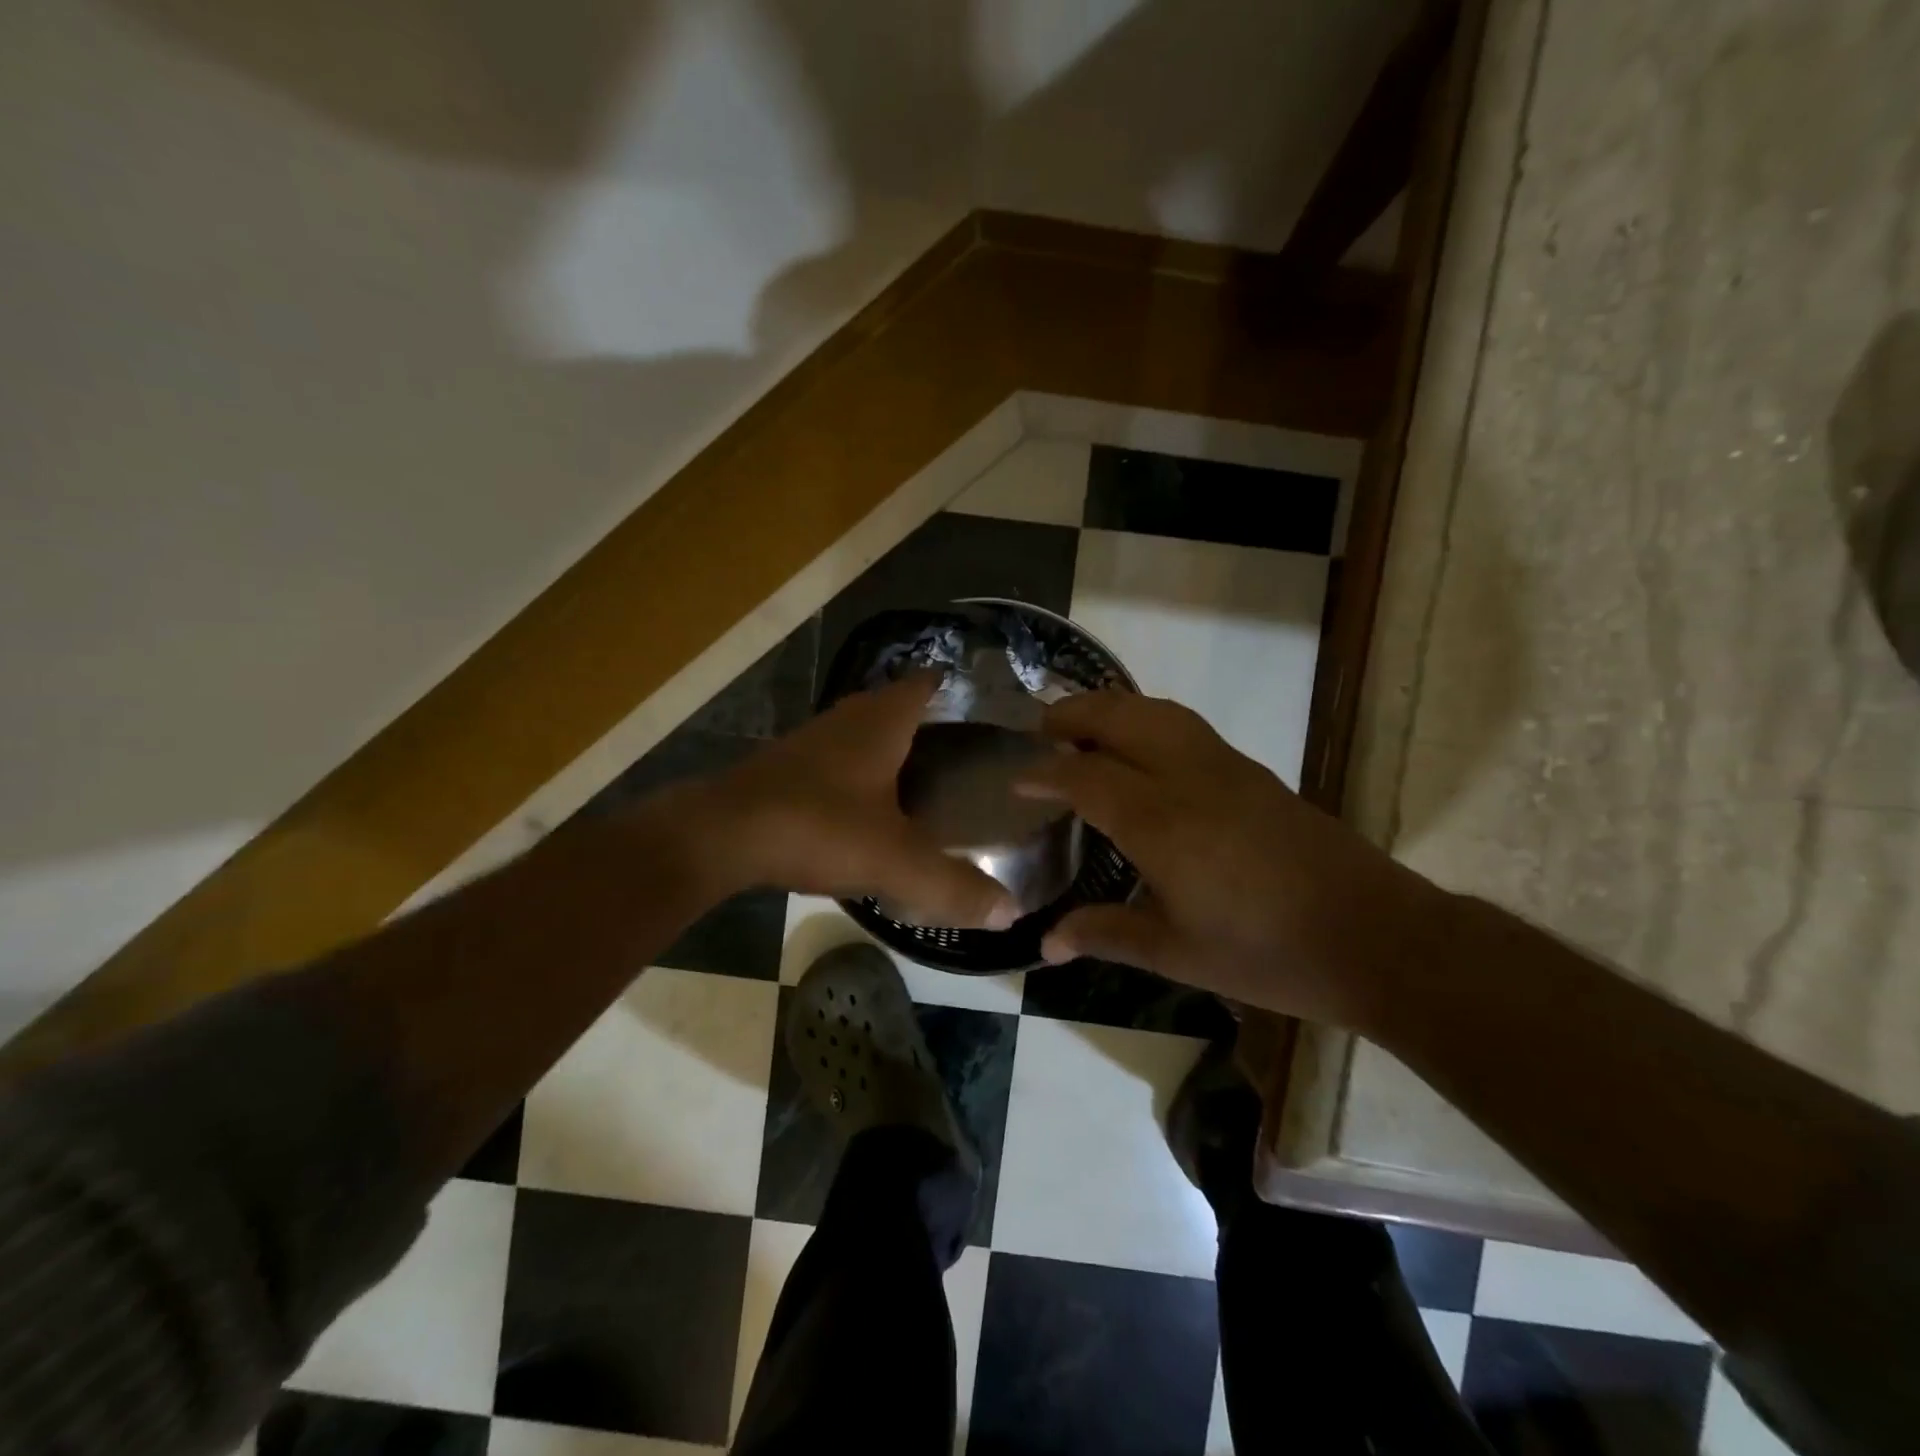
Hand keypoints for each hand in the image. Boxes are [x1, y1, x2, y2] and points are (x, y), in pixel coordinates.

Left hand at [692, 673, 1020, 929]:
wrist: (720, 836)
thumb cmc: (816, 826)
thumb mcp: (893, 860)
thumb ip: (952, 885)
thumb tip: (1010, 912)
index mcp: (882, 722)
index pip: (928, 684)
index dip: (958, 690)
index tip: (987, 710)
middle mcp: (848, 718)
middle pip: (897, 705)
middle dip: (930, 722)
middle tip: (967, 753)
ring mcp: (812, 740)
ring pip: (863, 732)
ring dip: (891, 746)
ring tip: (927, 778)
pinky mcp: (786, 766)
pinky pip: (837, 758)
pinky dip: (859, 771)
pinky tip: (869, 805)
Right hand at [1015, 692, 1442, 1026]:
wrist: (1375, 937)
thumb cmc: (1267, 952)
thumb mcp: (1177, 953)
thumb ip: (1107, 934)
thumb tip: (1045, 943)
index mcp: (1161, 822)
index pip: (1085, 776)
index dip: (1045, 773)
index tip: (1016, 779)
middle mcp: (1188, 778)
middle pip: (1121, 718)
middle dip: (1074, 714)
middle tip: (1041, 729)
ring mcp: (1227, 768)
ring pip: (1158, 712)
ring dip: (1114, 709)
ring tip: (1085, 727)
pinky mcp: (1254, 773)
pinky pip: (1186, 727)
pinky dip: (1148, 720)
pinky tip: (1144, 752)